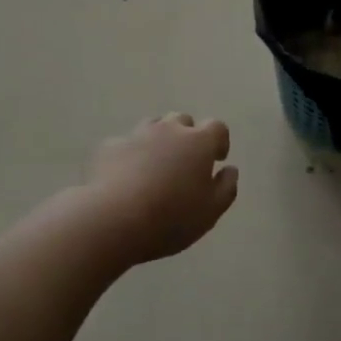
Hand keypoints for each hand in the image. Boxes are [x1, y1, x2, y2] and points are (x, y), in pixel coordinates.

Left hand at [82, 114, 237, 266]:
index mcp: (198, 142)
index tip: (217, 159)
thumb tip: (230, 169)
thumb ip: (226, 187)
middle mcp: (169, 129)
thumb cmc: (171, 217)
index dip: (219, 141)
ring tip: (156, 168)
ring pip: (153, 127)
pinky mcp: (110, 146)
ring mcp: (136, 134)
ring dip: (159, 141)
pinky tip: (126, 177)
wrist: (113, 219)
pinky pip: (126, 144)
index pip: (217, 127)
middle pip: (183, 121)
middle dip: (187, 137)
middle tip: (185, 164)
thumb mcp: (210, 212)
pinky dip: (131, 155)